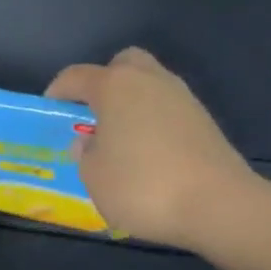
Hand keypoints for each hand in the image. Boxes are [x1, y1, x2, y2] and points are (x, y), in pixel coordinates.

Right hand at [46, 47, 259, 250]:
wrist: (220, 205)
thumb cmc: (143, 186)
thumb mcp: (94, 177)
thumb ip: (85, 154)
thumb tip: (91, 143)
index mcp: (114, 86)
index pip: (76, 76)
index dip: (58, 90)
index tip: (50, 108)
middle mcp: (149, 81)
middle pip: (122, 64)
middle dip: (104, 81)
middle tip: (93, 112)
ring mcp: (182, 98)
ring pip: (149, 84)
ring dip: (132, 102)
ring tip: (121, 137)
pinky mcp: (205, 120)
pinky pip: (169, 109)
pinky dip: (155, 121)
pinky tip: (150, 152)